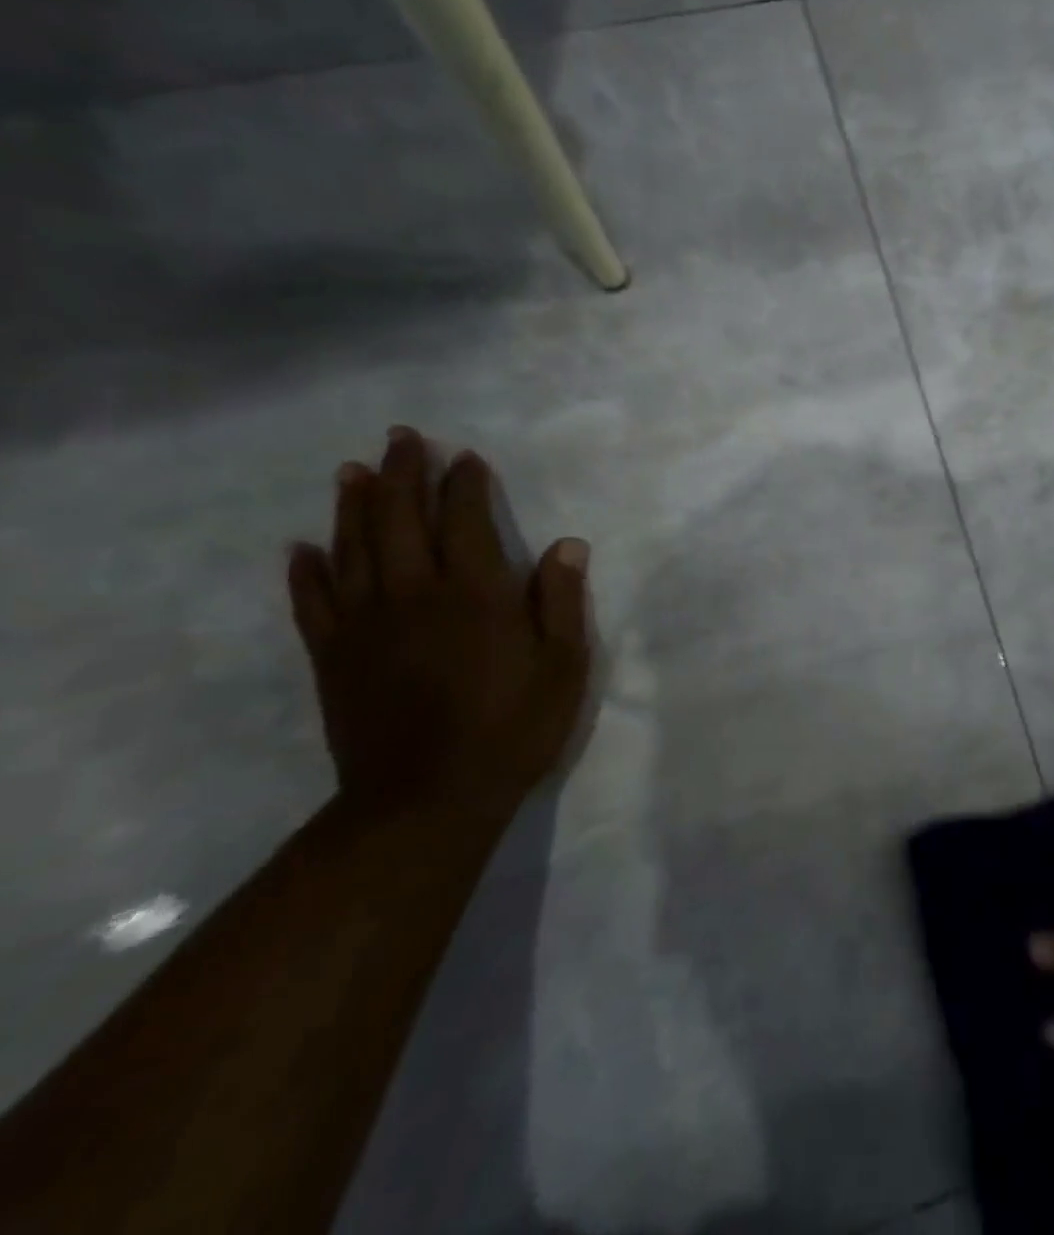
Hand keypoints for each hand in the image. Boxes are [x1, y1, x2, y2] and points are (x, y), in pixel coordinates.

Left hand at [286, 427, 592, 824]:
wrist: (426, 799)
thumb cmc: (511, 728)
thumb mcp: (563, 667)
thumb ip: (563, 602)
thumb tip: (567, 545)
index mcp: (475, 594)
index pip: (465, 520)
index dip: (465, 485)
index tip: (466, 457)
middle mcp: (414, 594)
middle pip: (400, 519)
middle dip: (402, 474)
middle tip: (402, 438)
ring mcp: (366, 624)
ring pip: (352, 548)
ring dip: (353, 505)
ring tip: (352, 471)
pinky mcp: (333, 656)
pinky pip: (313, 602)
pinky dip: (307, 571)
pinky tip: (302, 548)